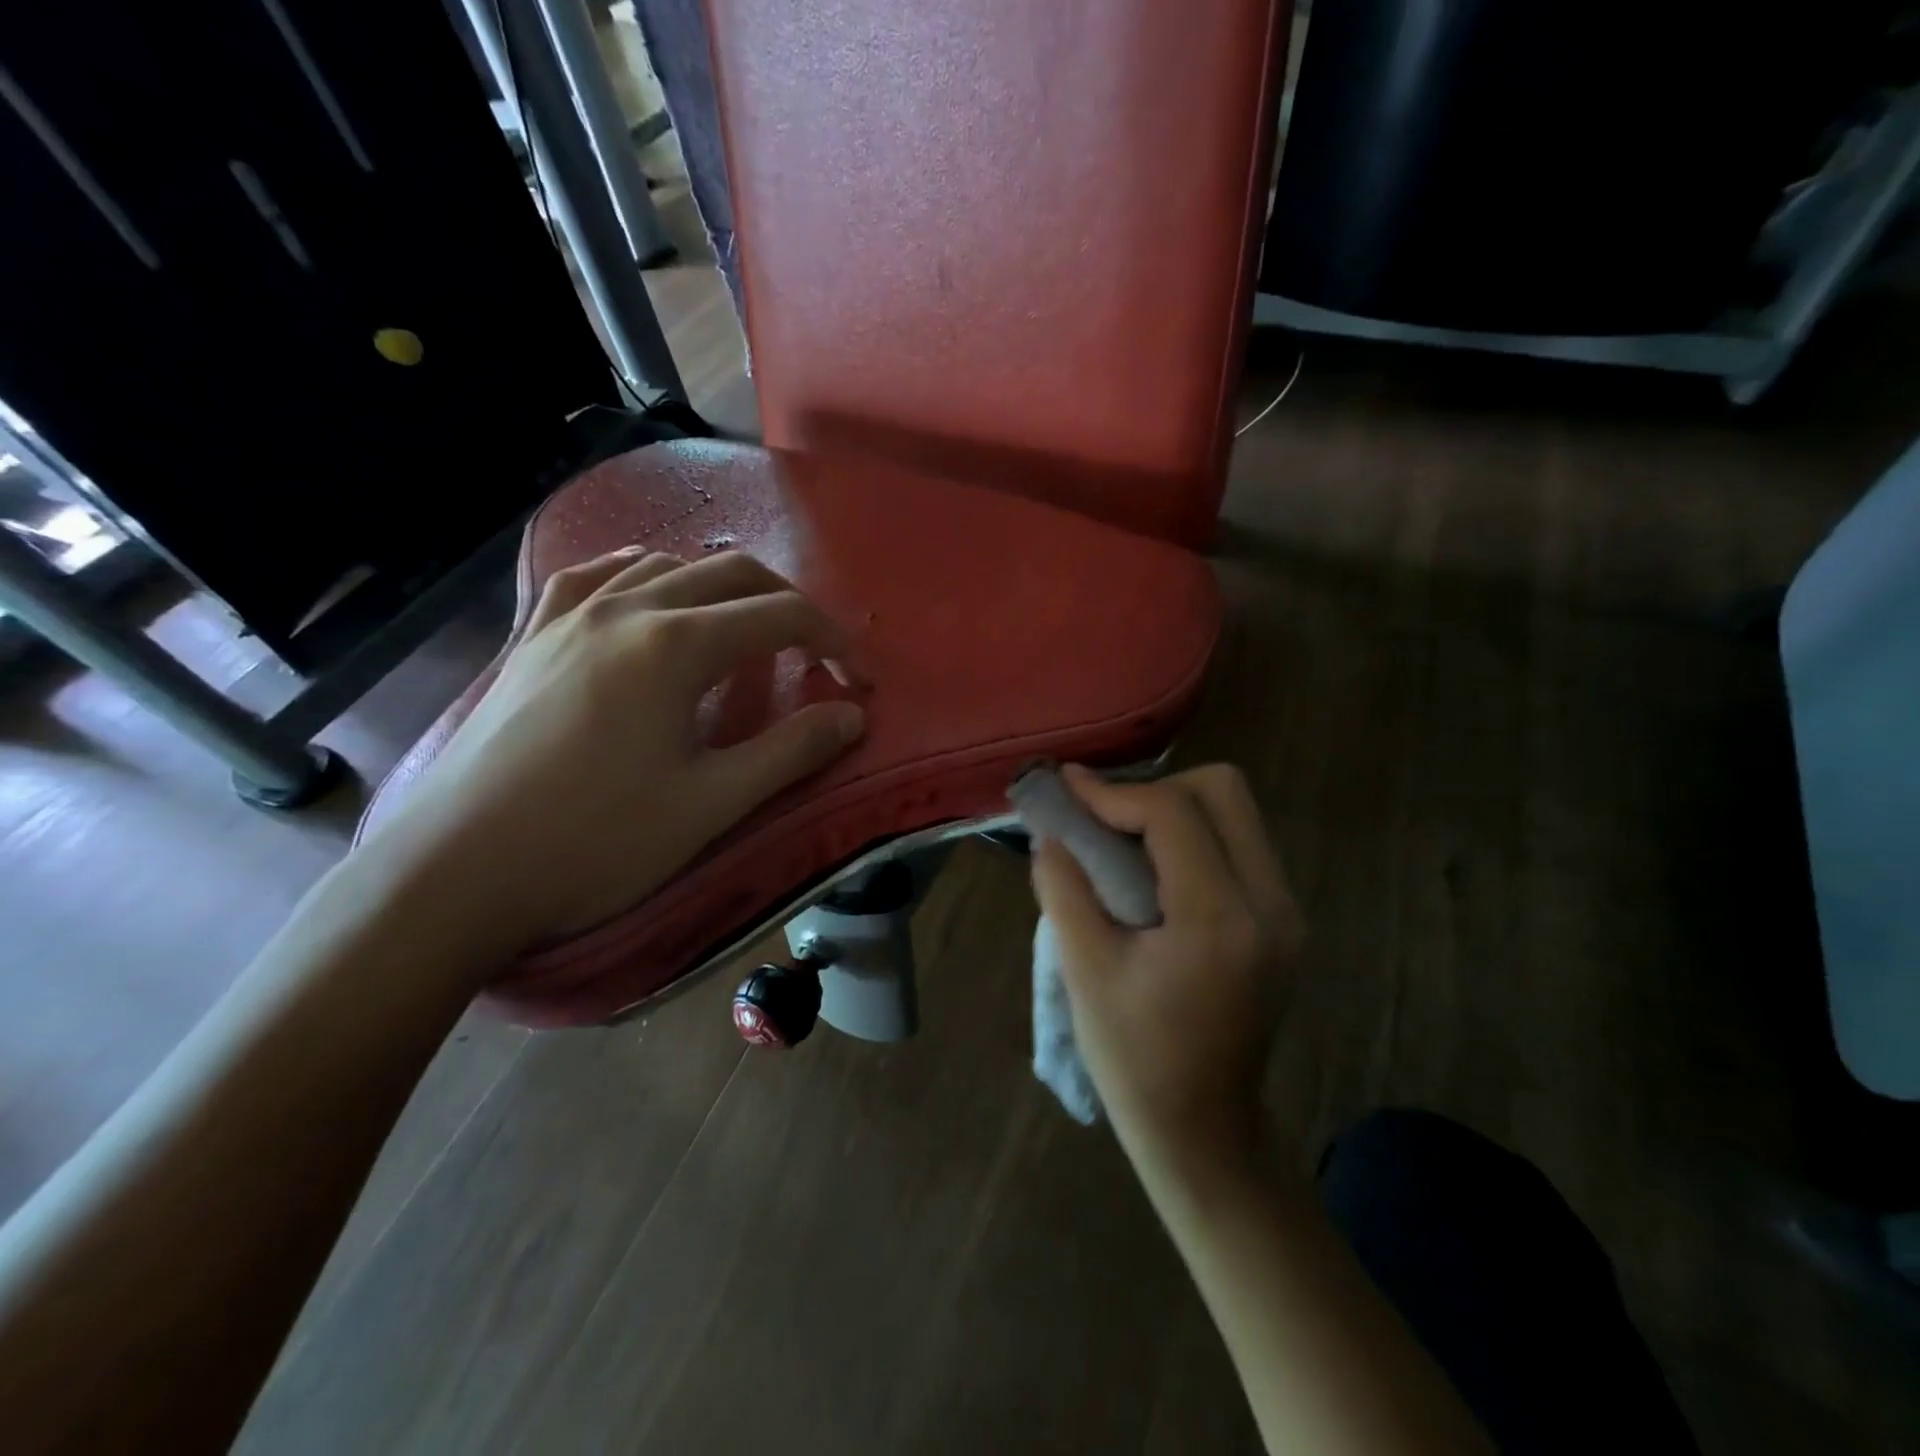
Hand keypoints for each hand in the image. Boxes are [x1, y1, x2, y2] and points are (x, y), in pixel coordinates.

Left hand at [364, 549, 865, 961]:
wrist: (453, 874)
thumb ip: (791, 752)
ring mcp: (568, 617)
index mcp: (675, 645)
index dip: (833, 643)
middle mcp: (625, 609)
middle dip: (787, 605)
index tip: (859, 683)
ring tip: (741, 633)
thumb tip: (852, 716)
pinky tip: (645, 597)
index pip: (780, 616)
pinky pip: (593, 576)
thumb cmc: (595, 843)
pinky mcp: (531, 638)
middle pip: (730, 574)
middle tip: (816, 655)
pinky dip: (641, 576)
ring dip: (720, 589)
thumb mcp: (711, 805)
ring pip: (665, 566)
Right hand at [1030, 764, 1302, 1172]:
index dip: (1113, 791)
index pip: (1173, 813)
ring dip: (1175, 808)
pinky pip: (1240, 842)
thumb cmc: (1134, 1058)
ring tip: (1122, 838)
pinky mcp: (1283, 920)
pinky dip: (1194, 835)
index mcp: (1219, 921)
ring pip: (1236, 811)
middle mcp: (1270, 904)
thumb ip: (1063, 887)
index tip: (1067, 787)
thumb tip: (1049, 827)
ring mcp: (1286, 911)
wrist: (1203, 1128)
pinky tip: (1154, 867)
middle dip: (1155, 788)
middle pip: (1223, 790)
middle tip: (1104, 819)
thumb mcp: (1085, 970)